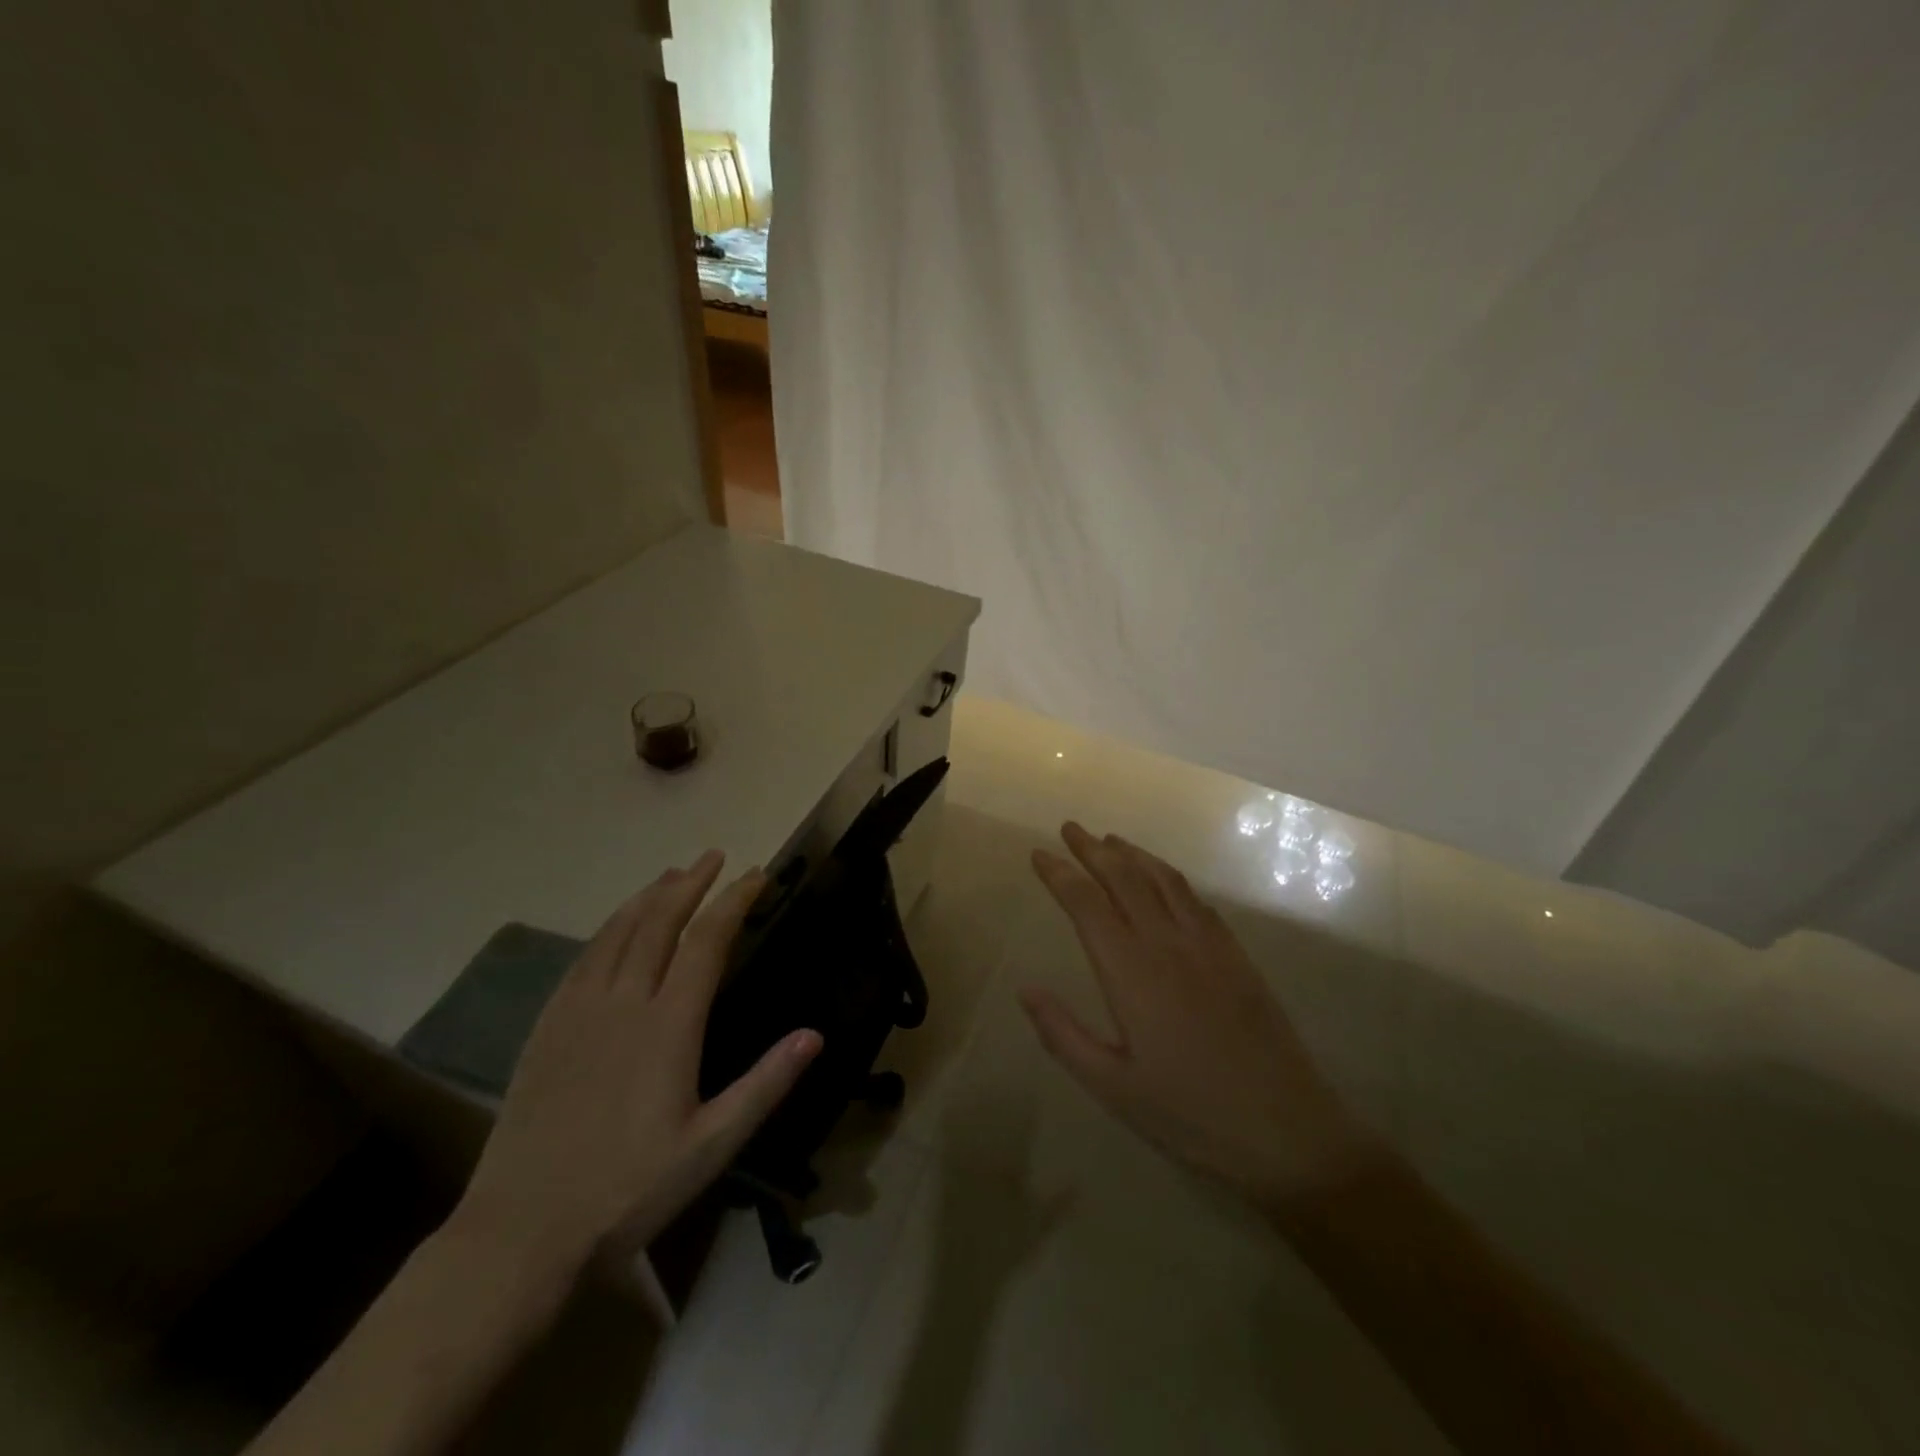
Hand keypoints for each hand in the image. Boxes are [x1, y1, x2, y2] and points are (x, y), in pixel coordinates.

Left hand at [455, 851, 821, 1274]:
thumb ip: (765, 1084)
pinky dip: (608, 928)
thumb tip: (815, 1034)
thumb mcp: (711, 1145)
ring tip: (671, 875)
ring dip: (648, 897)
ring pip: (617, 932)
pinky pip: (582, 958)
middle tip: (714, 857)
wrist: (521, 1231)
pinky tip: (616, 926)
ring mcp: (578, 1011)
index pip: (707, 942)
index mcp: (668, 1026)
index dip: (734, 902)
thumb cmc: (628, 1189)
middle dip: (691, 884)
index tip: (755, 875)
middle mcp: (622, 1002)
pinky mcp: (547, 1028)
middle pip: (659, 922)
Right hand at [1022, 823, 1379, 1210]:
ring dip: (1133, 854)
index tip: (1039, 854)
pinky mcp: (1236, 955)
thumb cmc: (1189, 1115)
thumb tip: (1025, 990)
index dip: (1060, 874)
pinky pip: (1196, 900)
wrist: (1286, 1130)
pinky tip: (1163, 880)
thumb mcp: (1112, 1087)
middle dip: (1093, 849)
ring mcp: (1208, 945)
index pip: (1087, 904)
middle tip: (1070, 828)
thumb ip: (1063, 1035)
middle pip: (1125, 878)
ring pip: (1164, 880)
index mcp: (1131, 973)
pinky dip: (1170, 877)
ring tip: (1110, 840)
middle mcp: (1168, 944)